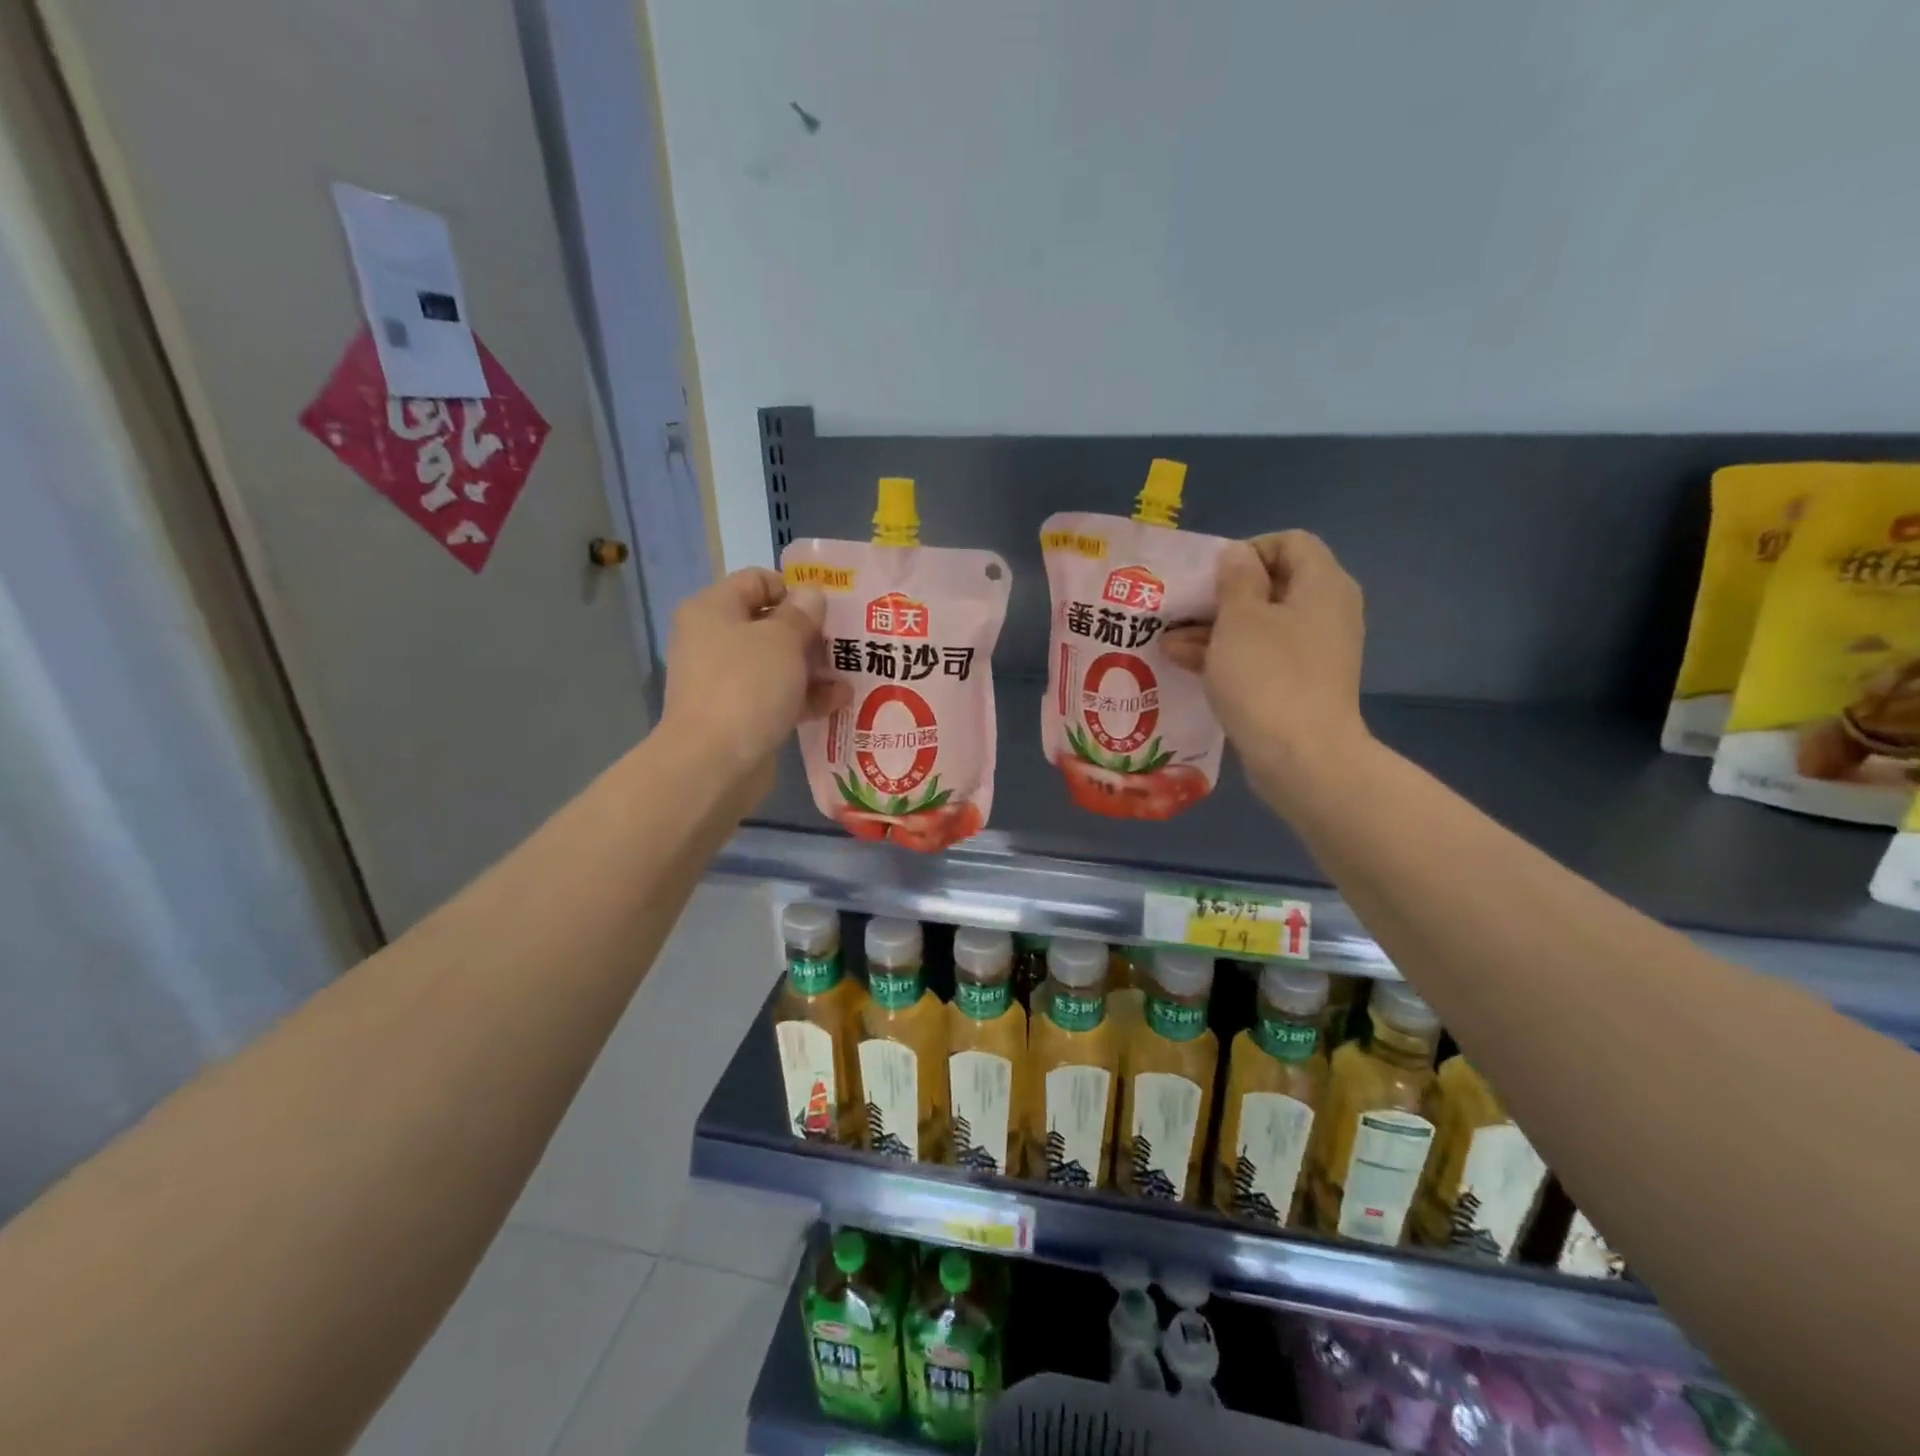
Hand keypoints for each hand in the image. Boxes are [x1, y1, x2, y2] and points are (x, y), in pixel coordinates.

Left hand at [661, 569, 849, 789]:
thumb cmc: (747, 686)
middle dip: (810, 633)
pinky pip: (777, 696)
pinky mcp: (739, 715)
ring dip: (813, 668)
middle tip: (846, 642)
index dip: (795, 589)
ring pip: (777, 663)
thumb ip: (802, 614)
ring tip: (850, 674)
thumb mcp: (782, 640)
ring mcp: (725, 680)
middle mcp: (714, 640)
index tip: (828, 609)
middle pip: (769, 624)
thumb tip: (811, 595)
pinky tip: (839, 702)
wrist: (714, 762)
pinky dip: (805, 697)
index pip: (757, 580)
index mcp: (713, 609)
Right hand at [1163, 531, 1370, 811]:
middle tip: (1181, 608)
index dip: (1247, 550)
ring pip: (1261, 625)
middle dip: (1221, 595)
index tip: (1210, 575)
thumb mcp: (1240, 618)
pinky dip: (1228, 656)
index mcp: (1322, 585)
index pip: (1290, 542)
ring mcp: (1315, 652)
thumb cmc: (1267, 676)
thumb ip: (1235, 579)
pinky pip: (1262, 658)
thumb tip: (1238, 556)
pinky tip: (1185, 664)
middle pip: (1272, 585)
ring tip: (1168, 641)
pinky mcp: (1300, 685)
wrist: (1301, 757)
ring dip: (1214, 629)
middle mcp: (1326, 612)